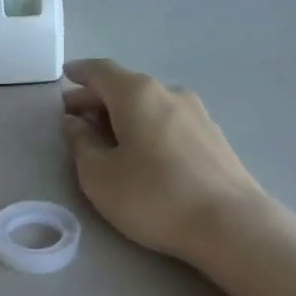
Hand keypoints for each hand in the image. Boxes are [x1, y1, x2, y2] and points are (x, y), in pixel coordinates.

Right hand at [61, 59, 269, 261]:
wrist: (231, 225)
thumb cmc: (154, 196)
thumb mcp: (99, 176)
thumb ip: (81, 144)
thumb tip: (74, 123)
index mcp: (137, 94)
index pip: (101, 71)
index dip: (79, 73)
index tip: (64, 77)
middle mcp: (169, 93)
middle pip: (125, 86)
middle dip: (96, 99)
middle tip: (74, 117)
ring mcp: (196, 113)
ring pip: (148, 104)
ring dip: (122, 114)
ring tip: (105, 138)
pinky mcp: (213, 137)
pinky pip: (168, 120)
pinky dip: (146, 126)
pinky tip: (141, 151)